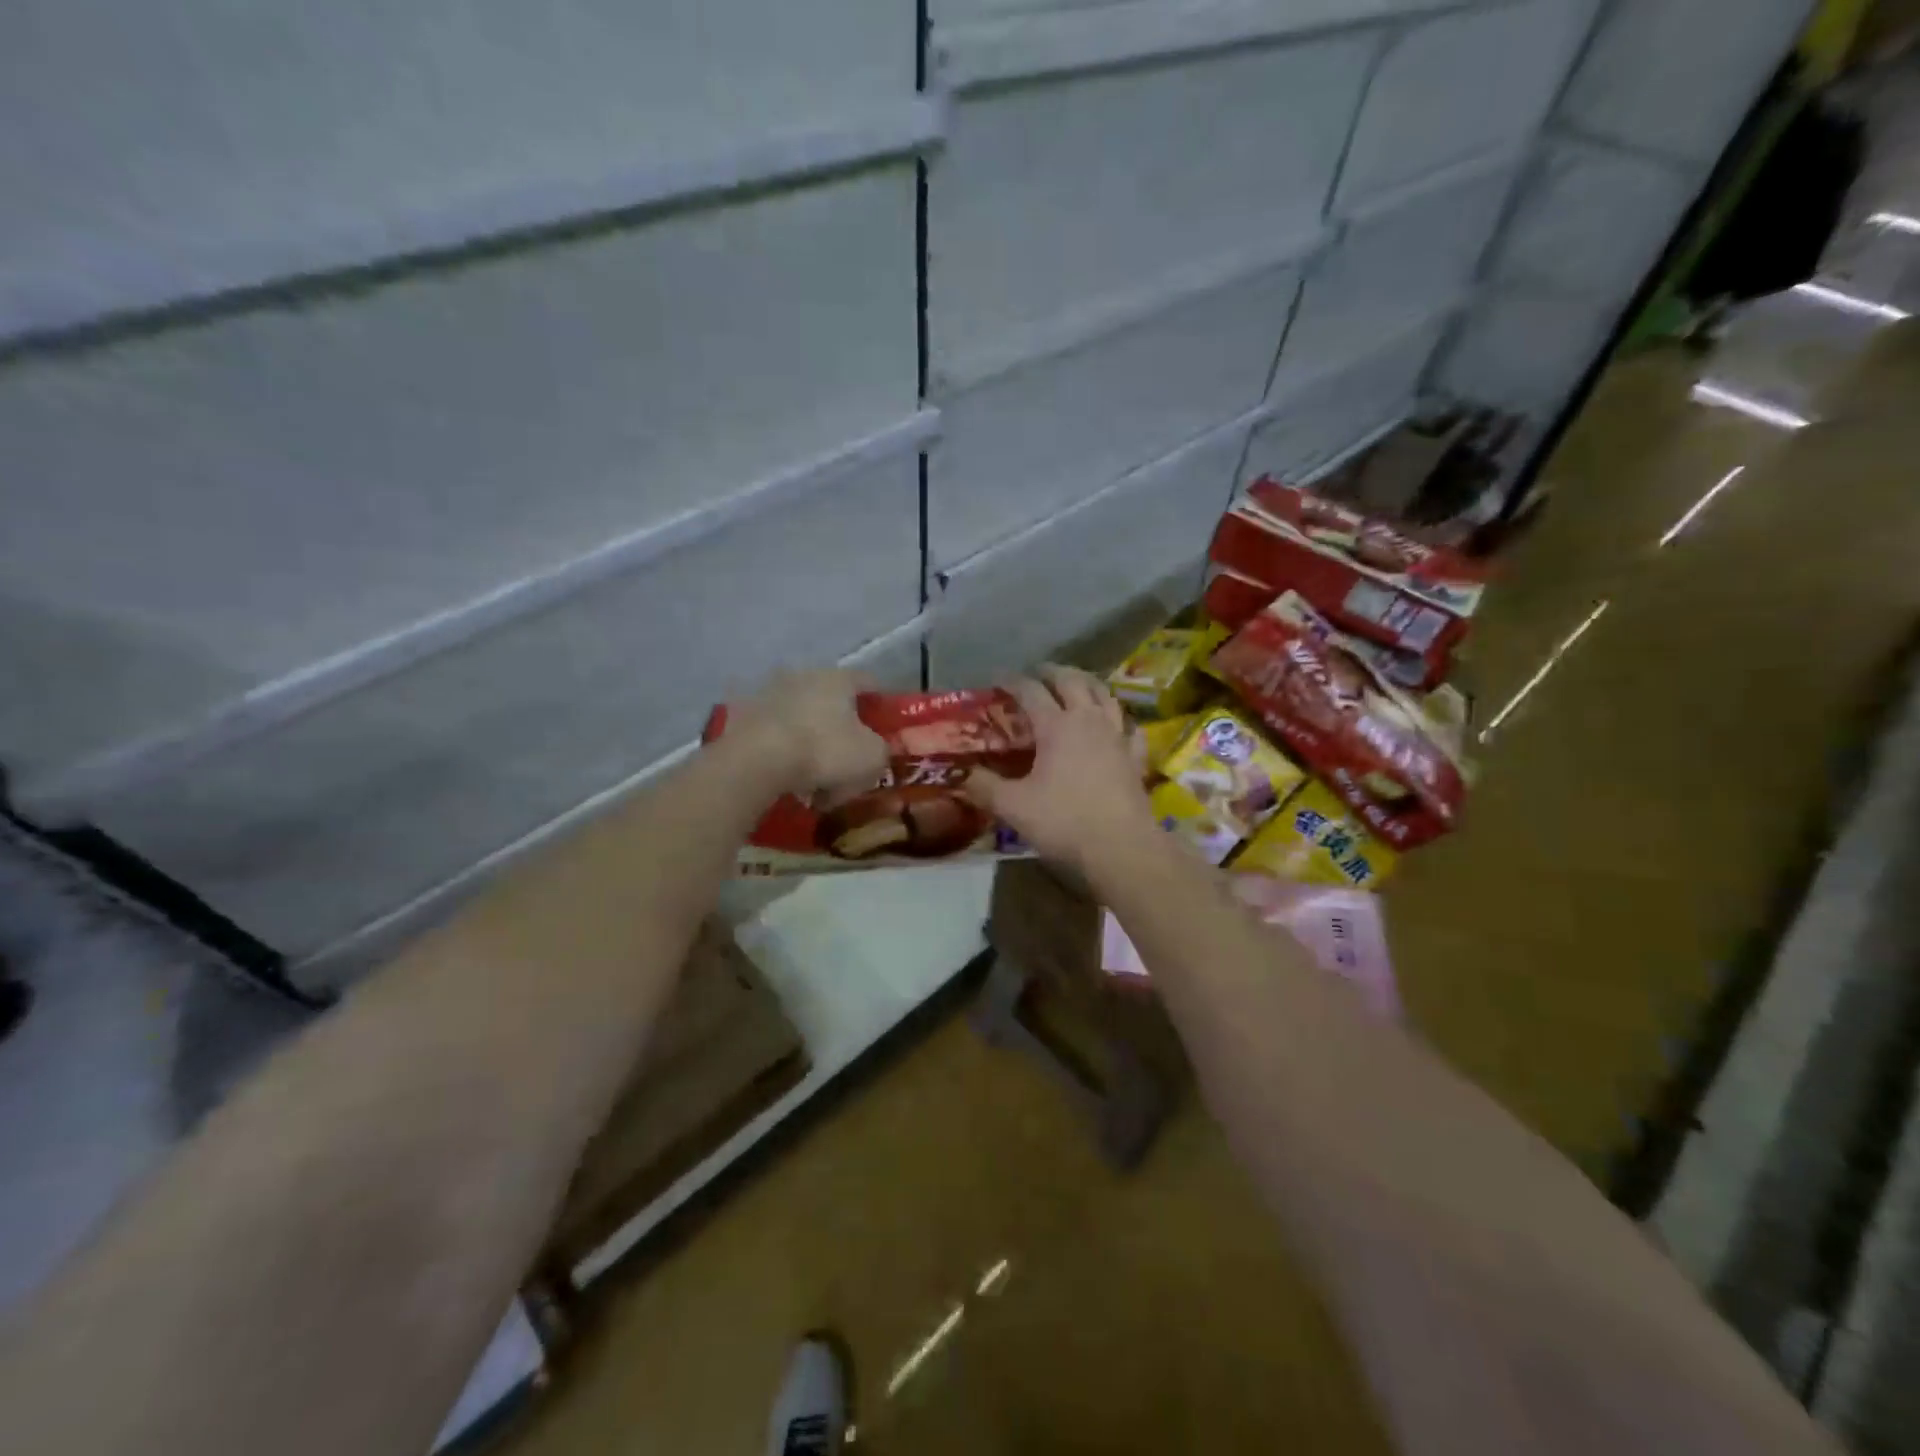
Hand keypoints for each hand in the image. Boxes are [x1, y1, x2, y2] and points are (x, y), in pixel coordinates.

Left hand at [727, 669, 887, 798]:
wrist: (758, 761)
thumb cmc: (825, 751)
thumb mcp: (872, 757)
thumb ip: (881, 750)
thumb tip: (873, 751)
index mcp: (838, 678)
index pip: (868, 682)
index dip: (879, 704)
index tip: (883, 727)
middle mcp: (803, 675)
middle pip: (832, 702)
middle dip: (841, 729)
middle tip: (847, 761)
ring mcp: (769, 693)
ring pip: (801, 719)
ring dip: (810, 742)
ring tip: (813, 779)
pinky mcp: (742, 715)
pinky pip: (775, 735)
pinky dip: (784, 752)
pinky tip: (787, 777)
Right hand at [966, 665, 1155, 869]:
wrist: (1121, 848)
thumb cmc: (1064, 822)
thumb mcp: (1013, 806)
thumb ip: (984, 787)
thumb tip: (959, 776)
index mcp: (1056, 726)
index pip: (1031, 691)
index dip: (1013, 681)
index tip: (998, 679)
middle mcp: (1089, 721)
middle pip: (1072, 681)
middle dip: (1052, 672)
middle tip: (1038, 673)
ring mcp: (1117, 736)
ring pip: (1104, 695)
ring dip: (1087, 684)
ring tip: (1076, 685)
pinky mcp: (1135, 757)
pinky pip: (1129, 727)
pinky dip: (1119, 718)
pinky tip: (1116, 724)